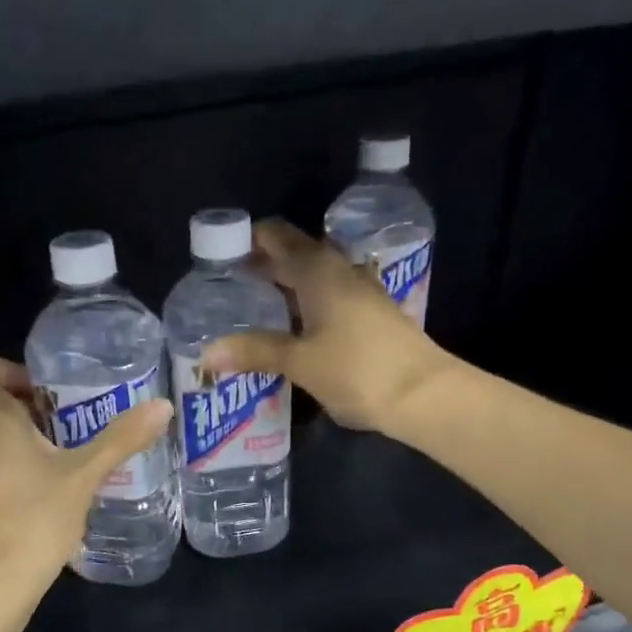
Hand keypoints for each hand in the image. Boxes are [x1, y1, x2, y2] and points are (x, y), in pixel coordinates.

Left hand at [0, 350, 172, 586]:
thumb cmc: (37, 518)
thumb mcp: (86, 475)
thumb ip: (122, 438)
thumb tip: (162, 406)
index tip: (39, 391)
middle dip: (27, 416)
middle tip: (68, 435)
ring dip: (17, 453)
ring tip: (58, 475)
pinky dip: (6, 488)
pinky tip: (35, 511)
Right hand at [200, 218, 452, 433]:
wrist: (423, 394)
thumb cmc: (356, 370)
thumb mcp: (300, 362)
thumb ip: (255, 352)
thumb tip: (208, 352)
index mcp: (319, 270)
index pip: (277, 237)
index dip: (249, 241)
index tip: (221, 257)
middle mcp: (342, 271)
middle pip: (297, 255)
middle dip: (265, 266)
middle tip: (231, 287)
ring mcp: (362, 292)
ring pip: (316, 277)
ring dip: (288, 286)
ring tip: (257, 307)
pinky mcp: (374, 315)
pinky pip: (332, 297)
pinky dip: (309, 304)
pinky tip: (296, 329)